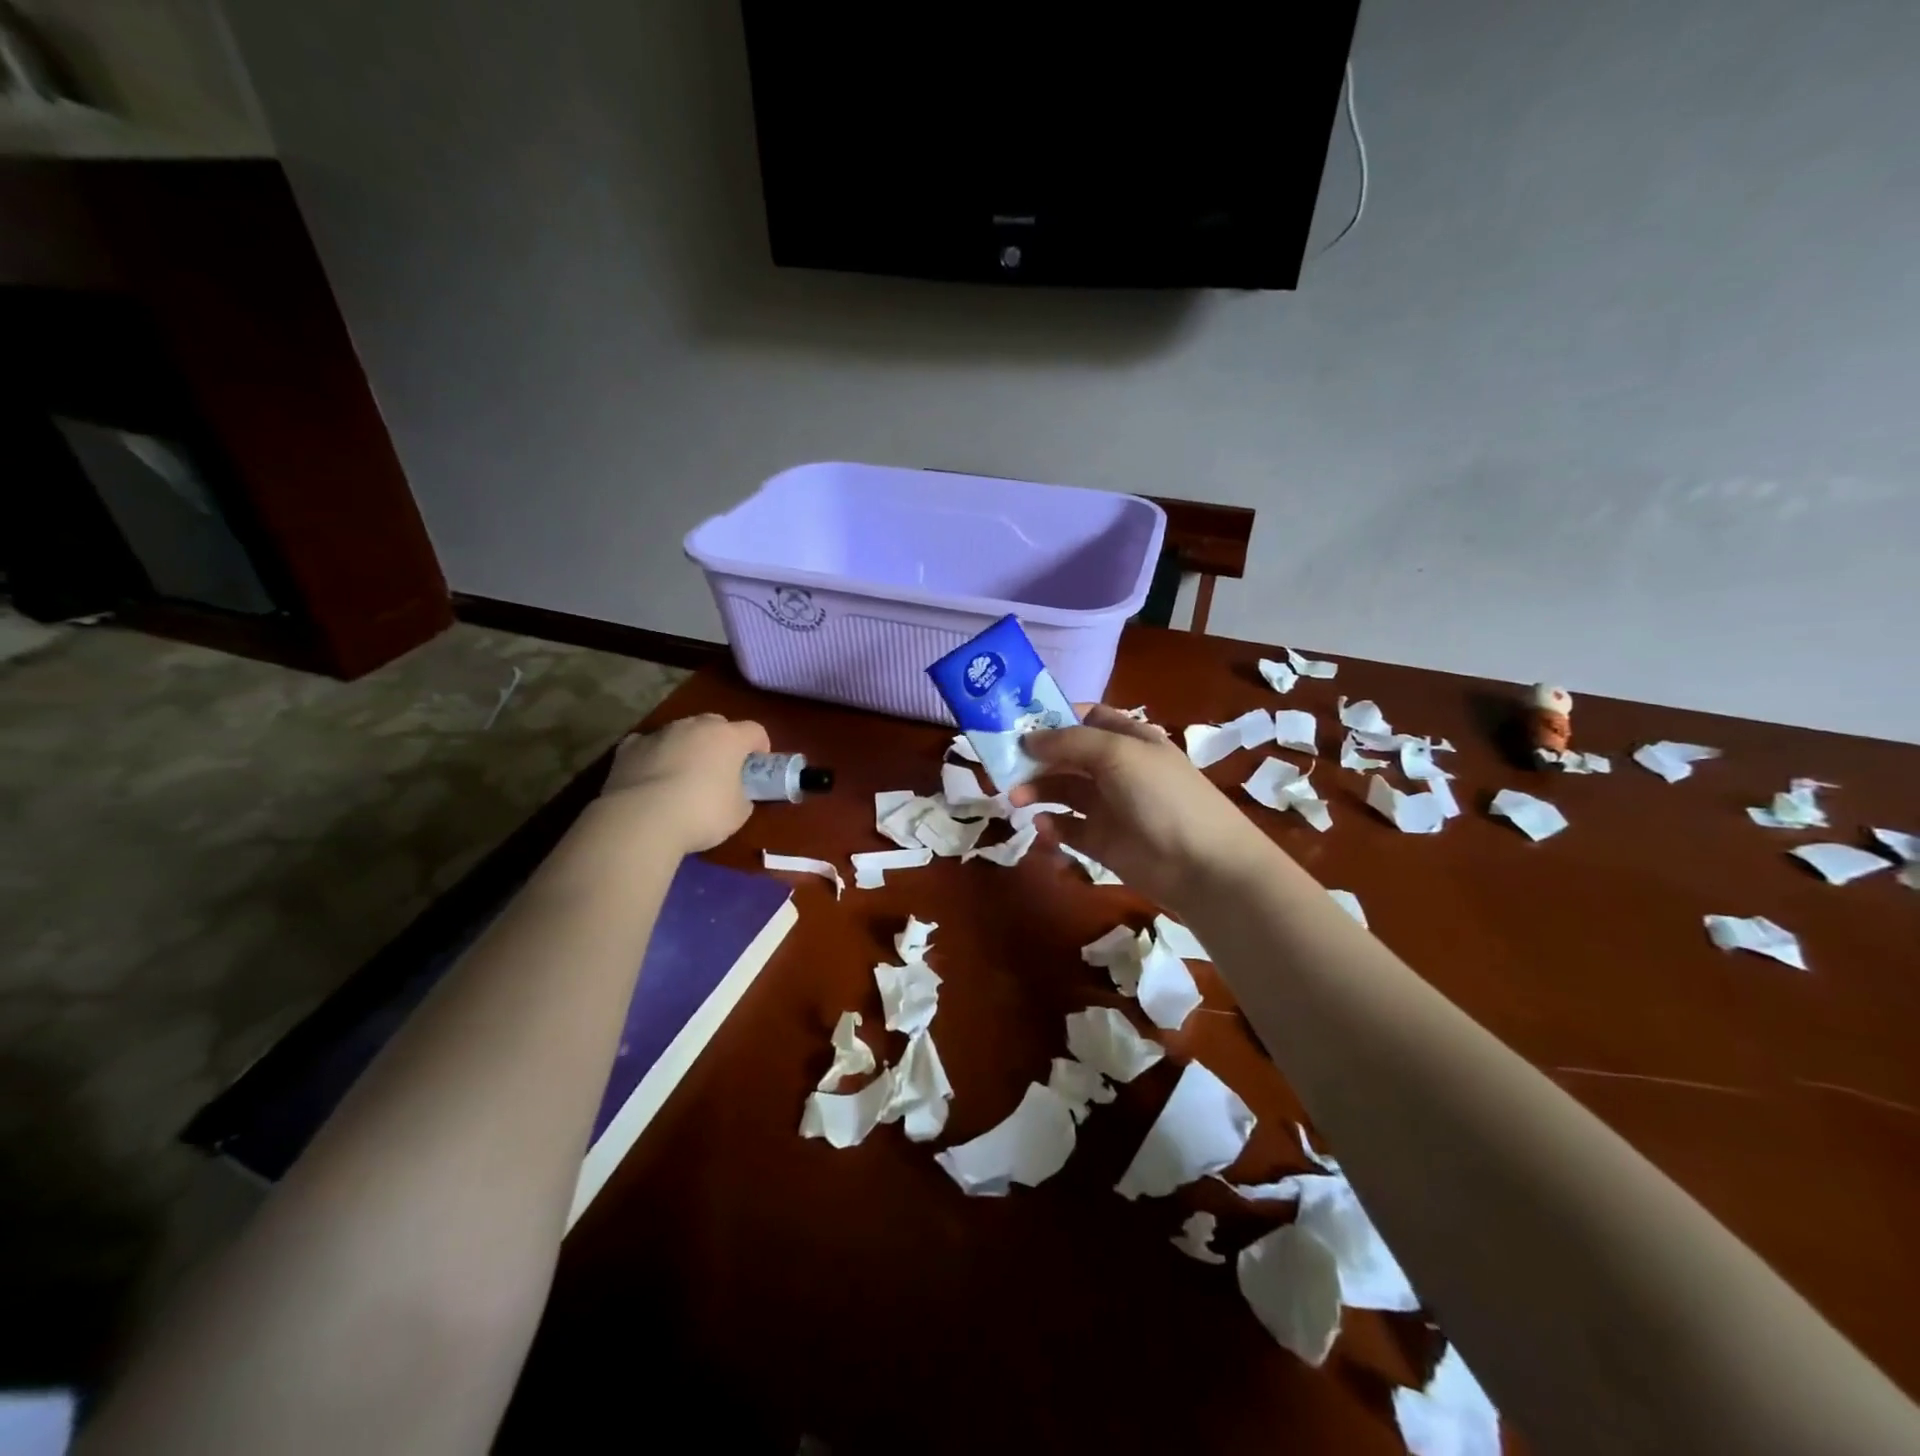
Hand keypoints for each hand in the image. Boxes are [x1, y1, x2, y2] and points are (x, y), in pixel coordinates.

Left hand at [597, 714, 769, 853]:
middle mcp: (695, 726)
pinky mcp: (629, 747)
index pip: (755, 731)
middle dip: (721, 742)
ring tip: (681, 778)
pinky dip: (653, 756)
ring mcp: (660, 733)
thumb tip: (736, 795)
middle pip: (716, 724)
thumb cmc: (701, 814)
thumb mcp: (738, 813)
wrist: (641, 821)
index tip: (755, 769)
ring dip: (687, 748)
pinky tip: (650, 778)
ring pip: (681, 732)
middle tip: (720, 771)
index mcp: (728, 738)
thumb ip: (742, 796)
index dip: (760, 748)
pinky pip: (648, 745)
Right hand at [1018, 705, 1284, 916]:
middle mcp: (1117, 768)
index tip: (1017, 723)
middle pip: (1066, 755)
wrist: (1202, 864)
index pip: (1087, 718)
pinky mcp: (1102, 841)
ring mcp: (1109, 806)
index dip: (1054, 717)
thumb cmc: (1161, 795)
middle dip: (1034, 757)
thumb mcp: (1117, 753)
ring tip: (1013, 799)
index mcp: (1128, 738)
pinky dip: (1051, 826)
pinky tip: (1042, 827)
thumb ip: (1069, 741)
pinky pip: (1068, 828)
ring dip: (1036, 790)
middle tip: (999, 764)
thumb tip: (1027, 738)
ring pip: (1062, 790)